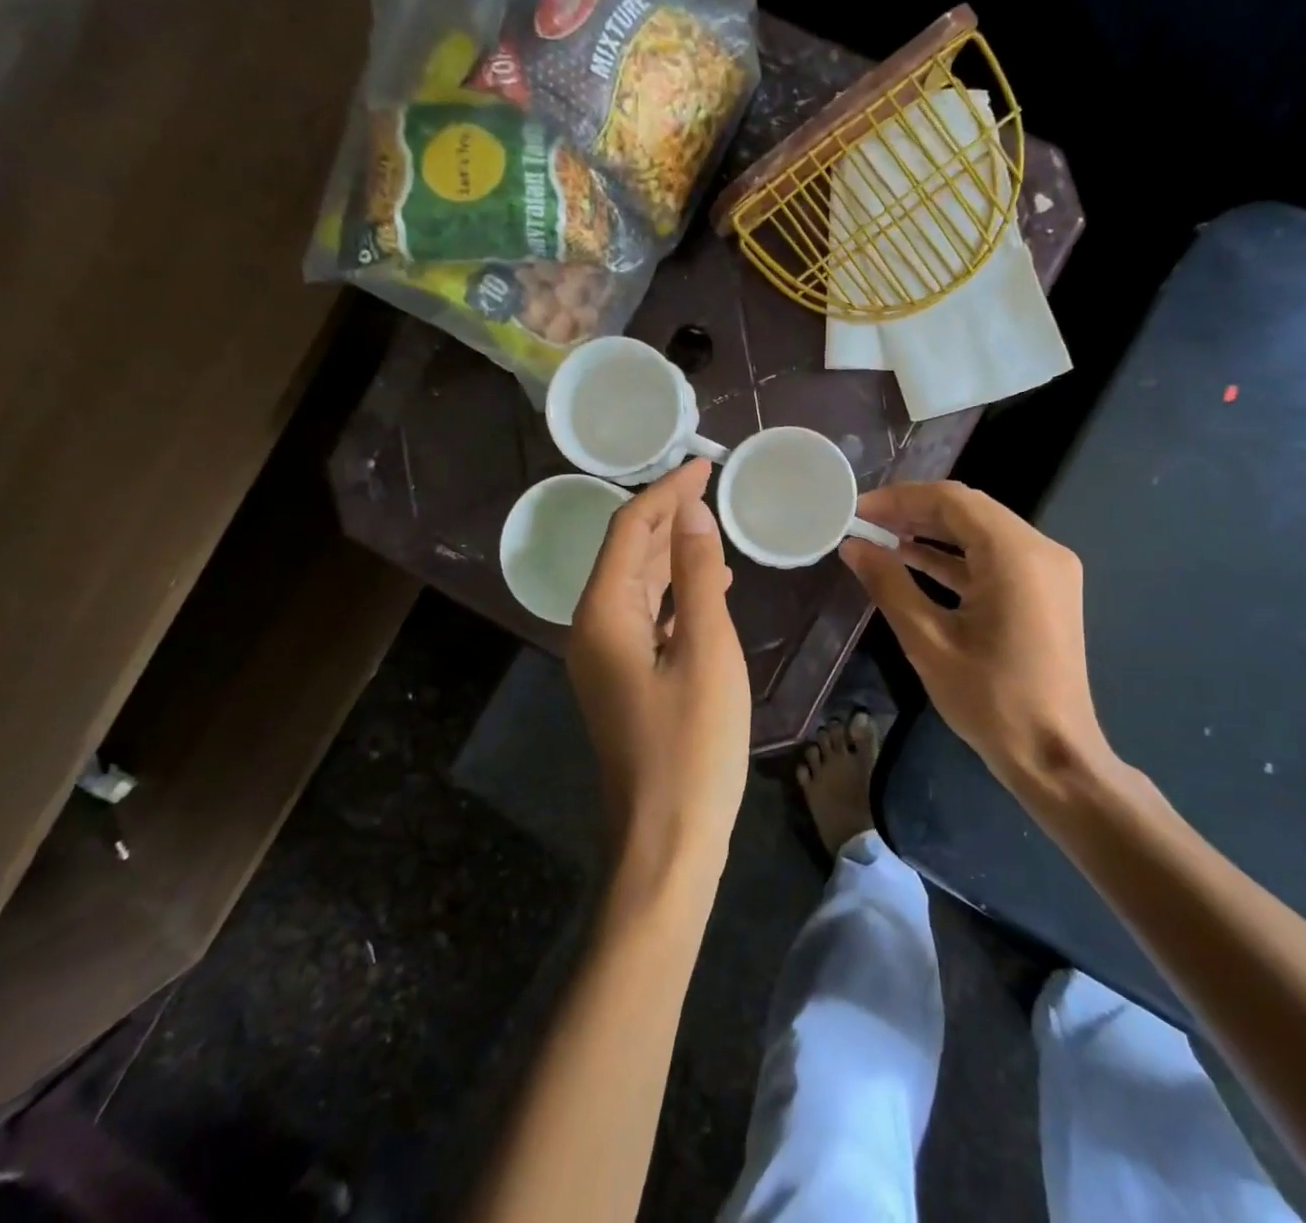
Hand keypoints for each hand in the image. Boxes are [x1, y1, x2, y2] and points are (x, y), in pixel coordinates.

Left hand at [568, 459, 749, 878]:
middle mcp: (592, 628)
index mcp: (603, 614)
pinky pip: (646, 617)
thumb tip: (692, 513)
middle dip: (666, 515)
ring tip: (712, 526)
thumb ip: (698, 577)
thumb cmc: (692, 746)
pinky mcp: (624, 680)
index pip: (629, 530)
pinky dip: (674, 593)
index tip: (704, 465)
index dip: (666, 492)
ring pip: (637, 585)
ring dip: (672, 552)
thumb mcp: (706, 651)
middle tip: (711, 486)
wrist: (667, 840)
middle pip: (627, 553)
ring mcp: (606, 658)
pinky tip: (708, 588)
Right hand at [839, 481, 1113, 796]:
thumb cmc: (990, 700)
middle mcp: (1040, 550)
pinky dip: (956, 556)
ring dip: (933, 532)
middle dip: (914, 511)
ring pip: (981, 531)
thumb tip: (853, 546)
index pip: (952, 501)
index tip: (859, 510)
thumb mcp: (928, 641)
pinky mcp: (1045, 590)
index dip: (900, 498)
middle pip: (969, 511)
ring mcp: (1048, 570)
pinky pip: (995, 557)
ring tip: (881, 537)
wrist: (1054, 756)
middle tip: (866, 522)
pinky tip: (914, 560)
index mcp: (1015, 556)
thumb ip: (889, 584)